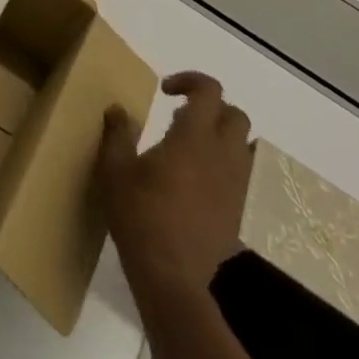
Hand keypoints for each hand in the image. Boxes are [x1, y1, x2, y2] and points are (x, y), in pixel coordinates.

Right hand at [96, 71, 253, 295]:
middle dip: (212, 108)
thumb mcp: (115, 170)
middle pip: (236, 115)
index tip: (165, 91)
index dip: (190, 80)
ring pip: (244, 146)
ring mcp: (235, 186)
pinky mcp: (237, 212)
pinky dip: (224, 167)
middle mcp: (222, 156)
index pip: (210, 91)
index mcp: (194, 138)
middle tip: (181, 117)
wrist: (172, 279)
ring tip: (191, 148)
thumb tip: (118, 109)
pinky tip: (196, 183)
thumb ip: (118, 133)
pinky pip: (241, 175)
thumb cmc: (140, 216)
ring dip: (222, 137)